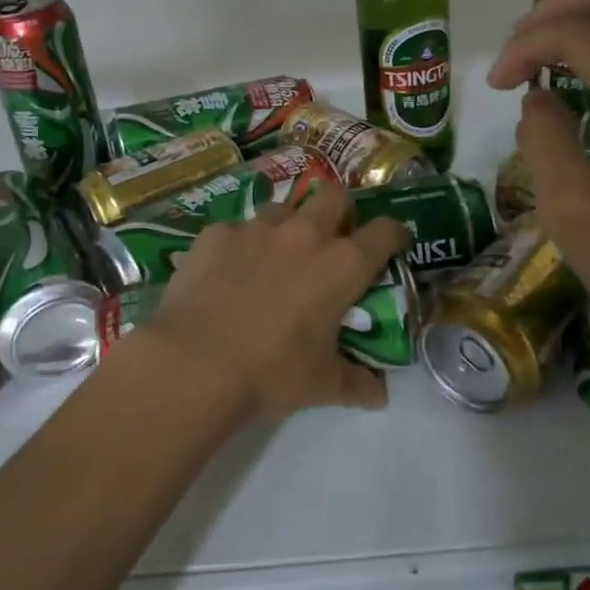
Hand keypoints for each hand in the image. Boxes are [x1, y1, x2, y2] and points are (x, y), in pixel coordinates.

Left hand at [143, 187, 409, 423]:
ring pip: (283, 207)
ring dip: (289, 224)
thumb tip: (380, 395)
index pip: (385, 231)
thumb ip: (358, 383)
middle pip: (335, 195)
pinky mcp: (215, 233)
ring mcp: (256, 228)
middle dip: (341, 210)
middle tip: (333, 238)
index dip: (394, 233)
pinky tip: (228, 271)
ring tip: (277, 254)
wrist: (194, 364)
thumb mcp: (323, 385)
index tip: (393, 242)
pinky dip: (240, 245)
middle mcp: (304, 233)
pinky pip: (236, 229)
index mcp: (342, 264)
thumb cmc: (271, 373)